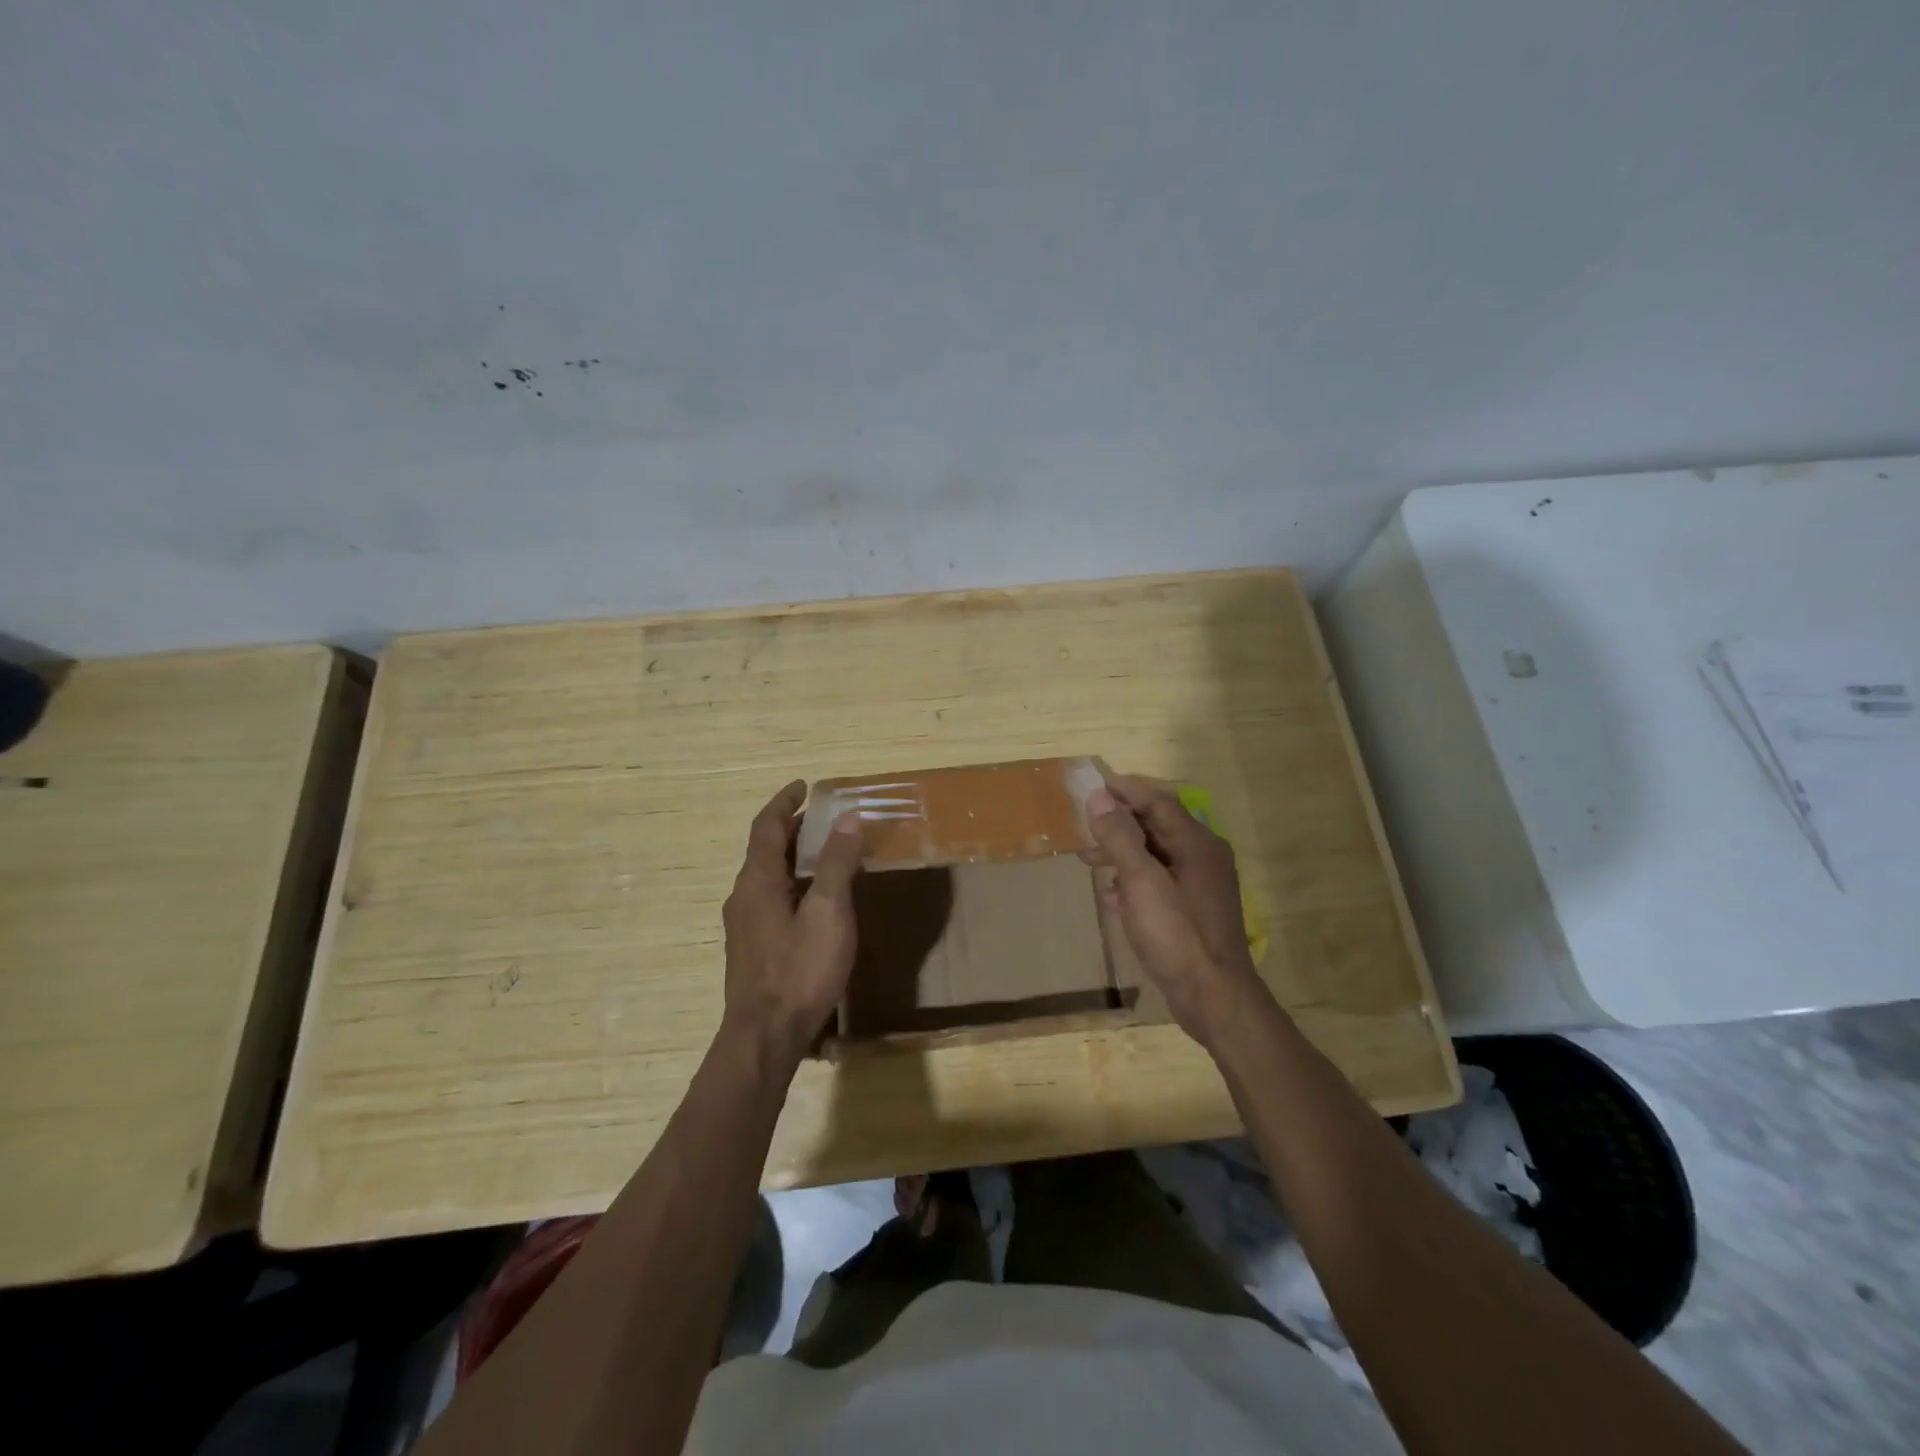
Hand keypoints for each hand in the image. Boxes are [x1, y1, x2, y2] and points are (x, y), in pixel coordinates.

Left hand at [720, 781, 862, 1064]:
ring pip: (766, 875)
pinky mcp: (751, 947)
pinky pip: (769, 897)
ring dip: (792, 856)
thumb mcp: (829, 912)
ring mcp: (743, 924)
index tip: (804, 786)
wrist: (764, 1037)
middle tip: (822, 817)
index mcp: (757, 880)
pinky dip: (791, 882)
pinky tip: (813, 899)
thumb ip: (836, 863)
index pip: (766, 827)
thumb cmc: (800, 970)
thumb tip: (847, 818)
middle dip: (791, 828)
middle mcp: (743, 896)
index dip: (784, 802)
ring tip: (823, 852)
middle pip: (764, 849)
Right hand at [1085, 775, 1266, 1047]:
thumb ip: (1120, 837)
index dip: (1124, 791)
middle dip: (1119, 823)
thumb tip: (1099, 797)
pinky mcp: (1193, 910)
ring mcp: (1201, 885)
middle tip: (1083, 825)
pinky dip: (1133, 879)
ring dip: (1122, 852)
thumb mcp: (1141, 881)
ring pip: (1156, 854)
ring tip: (1088, 859)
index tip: (1091, 787)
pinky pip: (1159, 881)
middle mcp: (1203, 856)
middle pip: (1157, 825)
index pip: (1157, 802)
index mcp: (1196, 843)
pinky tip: (1110, 895)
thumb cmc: (1177, 934)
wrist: (1213, 997)